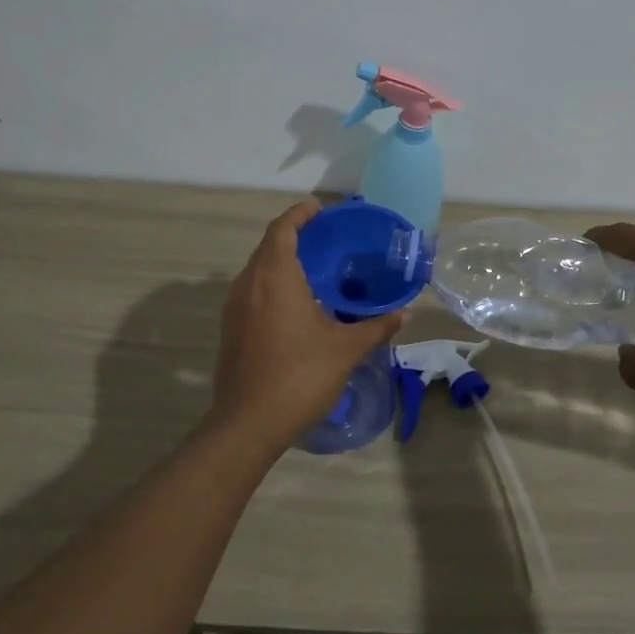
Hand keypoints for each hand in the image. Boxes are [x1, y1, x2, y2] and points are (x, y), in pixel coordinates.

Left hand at [211, 200, 404, 453]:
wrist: (248, 423)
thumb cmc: (299, 376)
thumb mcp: (345, 349)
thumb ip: (376, 326)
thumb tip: (404, 312)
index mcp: (274, 277)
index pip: (282, 229)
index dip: (300, 214)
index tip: (320, 209)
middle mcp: (248, 284)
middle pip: (268, 246)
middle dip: (294, 236)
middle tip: (327, 240)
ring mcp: (234, 307)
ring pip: (258, 270)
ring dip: (282, 261)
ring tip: (315, 270)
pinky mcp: (230, 328)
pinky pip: (252, 292)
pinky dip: (272, 285)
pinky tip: (296, 305)